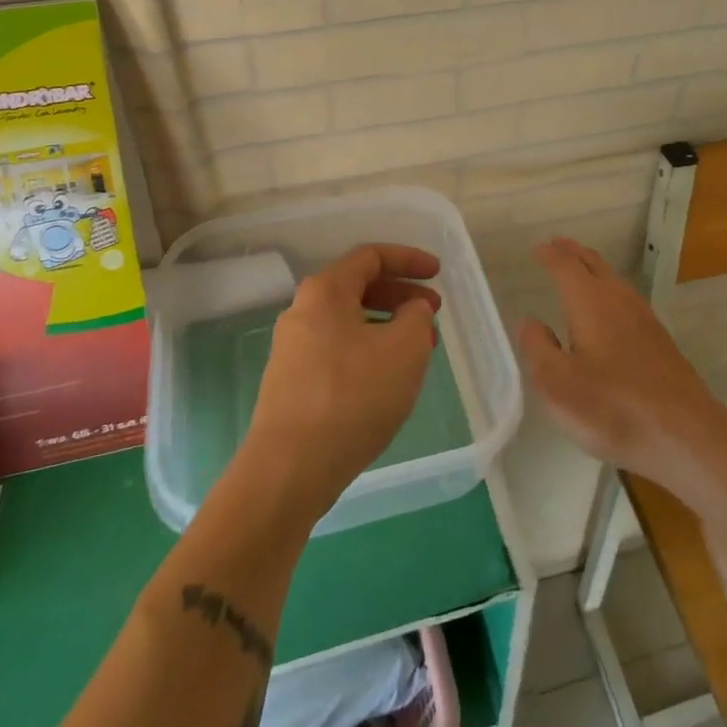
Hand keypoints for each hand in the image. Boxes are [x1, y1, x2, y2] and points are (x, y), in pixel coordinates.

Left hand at [244, 244, 440, 517]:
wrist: (288, 469)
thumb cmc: (352, 397)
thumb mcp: (404, 350)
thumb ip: (416, 318)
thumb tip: (411, 310)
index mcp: (325, 291)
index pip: (371, 257)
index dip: (409, 259)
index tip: (437, 272)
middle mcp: (302, 311)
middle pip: (358, 288)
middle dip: (400, 295)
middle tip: (432, 312)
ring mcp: (292, 349)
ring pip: (349, 322)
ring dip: (387, 327)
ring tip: (418, 349)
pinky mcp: (291, 383)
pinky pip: (337, 350)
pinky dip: (368, 351)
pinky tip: (387, 379)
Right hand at [518, 237, 726, 492]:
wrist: (685, 434)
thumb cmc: (613, 408)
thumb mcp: (558, 385)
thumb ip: (538, 349)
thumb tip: (530, 322)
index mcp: (590, 302)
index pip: (565, 266)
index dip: (549, 255)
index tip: (537, 249)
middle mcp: (618, 299)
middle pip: (594, 264)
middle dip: (573, 253)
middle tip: (556, 246)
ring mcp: (644, 318)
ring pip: (613, 280)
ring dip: (592, 269)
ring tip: (578, 270)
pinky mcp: (659, 340)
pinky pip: (625, 298)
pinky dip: (608, 290)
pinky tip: (608, 310)